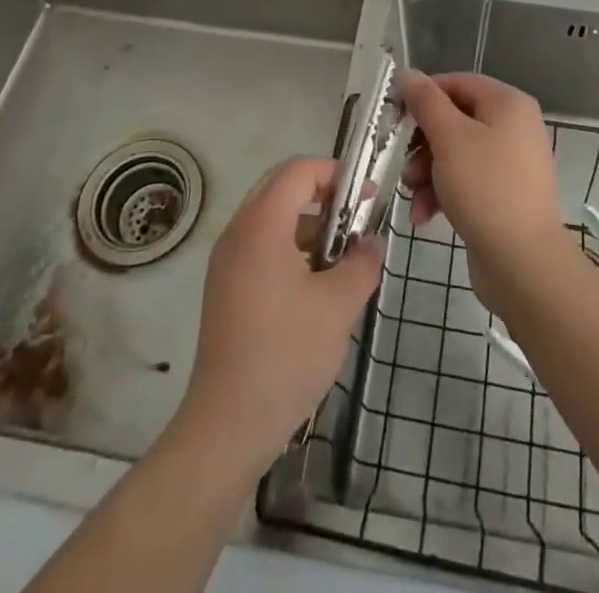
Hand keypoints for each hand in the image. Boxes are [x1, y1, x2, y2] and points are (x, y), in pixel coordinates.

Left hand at [178, 156, 383, 469]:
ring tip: (342, 257)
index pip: (298, 171)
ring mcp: (227, 261)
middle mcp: (238, 232)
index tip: (366, 198)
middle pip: (281, 187)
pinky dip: (291, 247)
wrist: (227, 426)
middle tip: (355, 220)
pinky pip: (261, 245)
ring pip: (271, 218)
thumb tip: (372, 242)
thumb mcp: (338, 306)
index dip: (335, 174)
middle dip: (323, 195)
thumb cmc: (286, 355)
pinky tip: (316, 285)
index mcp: (261, 226)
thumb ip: (362, 263)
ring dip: (308, 224)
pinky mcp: (225, 287)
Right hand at [399, 71, 569, 316]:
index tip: (394, 115)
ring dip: (427, 172)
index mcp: (507, 103)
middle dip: (422, 143)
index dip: (423, 95)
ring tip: (412, 195)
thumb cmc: (485, 188)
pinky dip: (442, 193)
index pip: (457, 83)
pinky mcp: (503, 195)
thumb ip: (426, 102)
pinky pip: (465, 181)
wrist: (523, 264)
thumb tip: (408, 74)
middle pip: (454, 120)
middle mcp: (513, 126)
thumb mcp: (449, 138)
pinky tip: (423, 216)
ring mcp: (510, 163)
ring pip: (455, 153)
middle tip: (401, 161)